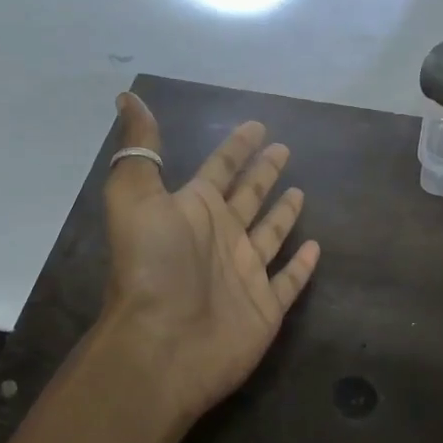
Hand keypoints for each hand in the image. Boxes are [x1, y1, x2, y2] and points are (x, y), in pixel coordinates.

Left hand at [98, 92, 321, 428]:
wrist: (162, 346)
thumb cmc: (153, 268)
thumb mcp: (136, 197)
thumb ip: (140, 149)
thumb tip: (127, 96)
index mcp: (194, 211)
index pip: (220, 168)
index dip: (237, 147)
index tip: (256, 125)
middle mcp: (220, 238)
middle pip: (248, 197)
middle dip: (264, 173)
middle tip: (284, 149)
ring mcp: (245, 274)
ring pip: (270, 235)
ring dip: (283, 213)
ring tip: (300, 190)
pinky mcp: (265, 308)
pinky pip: (289, 281)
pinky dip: (302, 266)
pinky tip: (315, 247)